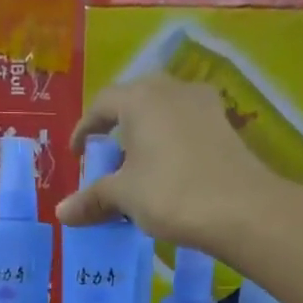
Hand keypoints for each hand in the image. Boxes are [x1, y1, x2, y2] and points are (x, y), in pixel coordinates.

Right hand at [57, 75, 287, 249]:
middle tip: (108, 155)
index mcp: (140, 98)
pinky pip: (186, 127)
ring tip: (138, 166)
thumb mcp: (125, 196)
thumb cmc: (171, 193)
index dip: (85, 128)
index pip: (102, 103)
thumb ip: (92, 199)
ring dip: (146, 134)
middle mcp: (172, 90)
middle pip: (135, 100)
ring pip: (164, 112)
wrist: (241, 208)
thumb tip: (62, 212)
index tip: (78, 153)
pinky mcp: (224, 126)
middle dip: (118, 126)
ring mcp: (203, 105)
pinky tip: (169, 171)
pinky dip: (170, 143)